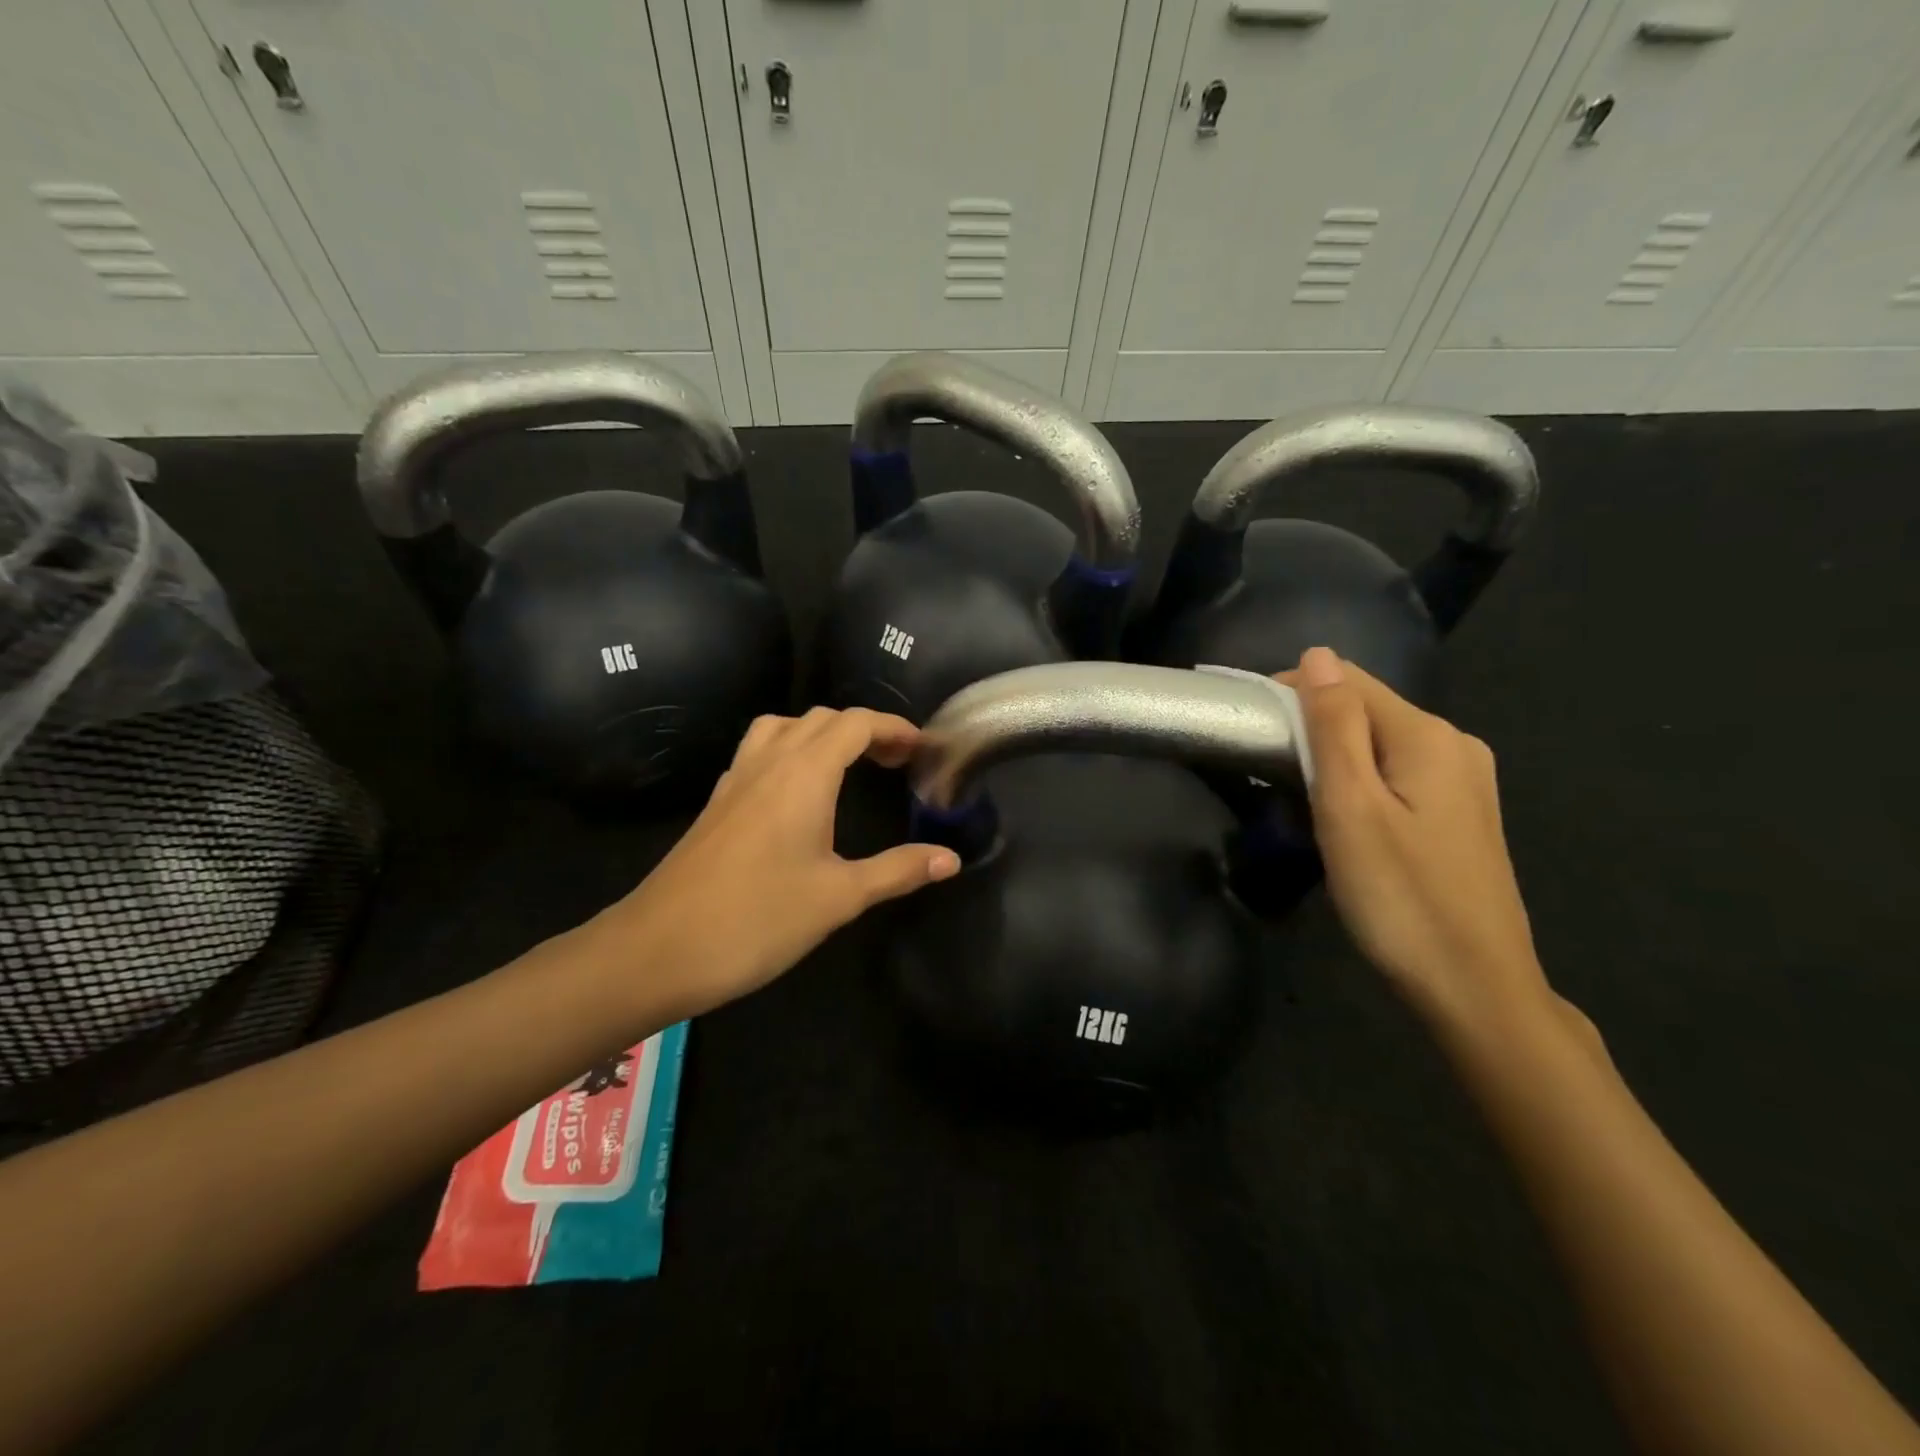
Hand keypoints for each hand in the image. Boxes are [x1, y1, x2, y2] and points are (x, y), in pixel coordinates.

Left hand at [585, 708, 959, 1019]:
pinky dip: (789, 751)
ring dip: (821, 734)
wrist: (658, 949)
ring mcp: (736, 780)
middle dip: (864, 730)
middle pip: (822, 719)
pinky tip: (797, 794)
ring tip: (847, 766)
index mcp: (804, 774)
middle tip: (895, 761)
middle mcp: (769, 762)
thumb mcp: (839, 897)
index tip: (921, 750)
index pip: (856, 724)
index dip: (893, 728)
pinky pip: (759, 752)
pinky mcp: (717, 803)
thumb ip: (898, 871)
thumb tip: (950, 859)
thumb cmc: (758, 918)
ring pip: (783, 728)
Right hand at [1282, 647, 1552, 1036]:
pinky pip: (1396, 774)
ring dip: (1331, 754)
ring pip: (1378, 744)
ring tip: (1292, 793)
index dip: (1292, 691)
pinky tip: (1340, 815)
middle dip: (1310, 725)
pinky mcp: (1460, 815)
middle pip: (1366, 710)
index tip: (1249, 728)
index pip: (1348, 681)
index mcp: (1428, 736)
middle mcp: (1455, 745)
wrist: (1475, 988)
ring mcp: (1464, 782)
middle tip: (1264, 770)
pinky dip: (1358, 779)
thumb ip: (1334, 727)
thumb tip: (1318, 655)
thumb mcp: (1351, 807)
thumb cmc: (1400, 897)